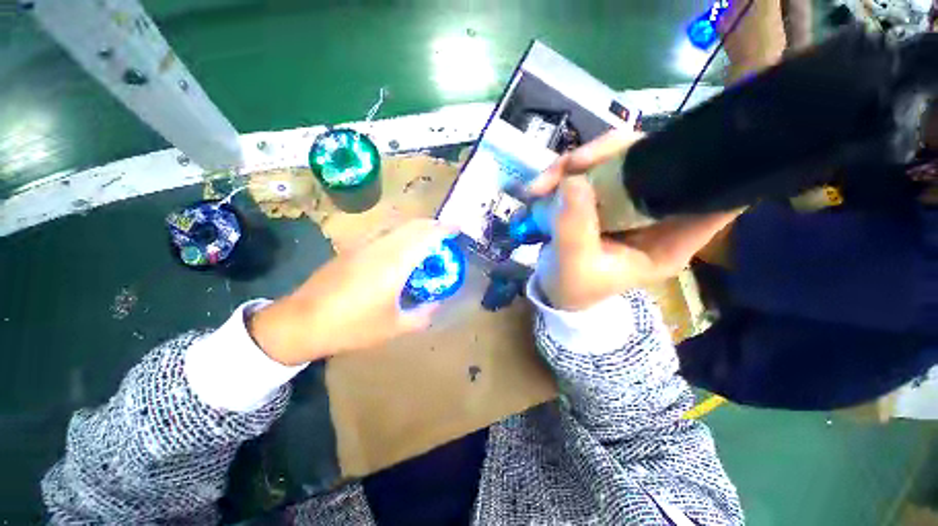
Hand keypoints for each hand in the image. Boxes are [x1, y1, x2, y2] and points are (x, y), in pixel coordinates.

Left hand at [248, 219, 454, 365]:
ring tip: (426, 242)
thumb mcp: (394, 327)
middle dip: (433, 225)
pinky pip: (384, 234)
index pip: (426, 235)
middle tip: (446, 234)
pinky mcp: (352, 249)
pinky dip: (400, 235)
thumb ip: (422, 315)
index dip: (444, 228)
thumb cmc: (352, 326)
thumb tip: (437, 304)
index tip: (457, 227)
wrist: (301, 322)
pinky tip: (400, 251)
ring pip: (397, 227)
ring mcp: (364, 245)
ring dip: (416, 229)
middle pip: (412, 225)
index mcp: (395, 263)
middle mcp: (381, 247)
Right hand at [527, 131, 738, 310]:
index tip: (683, 144)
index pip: (717, 197)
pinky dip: (563, 172)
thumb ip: (575, 229)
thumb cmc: (571, 287)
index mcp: (669, 240)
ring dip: (576, 164)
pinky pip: (590, 167)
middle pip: (656, 160)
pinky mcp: (604, 194)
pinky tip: (540, 188)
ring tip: (541, 186)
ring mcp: (628, 199)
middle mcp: (655, 213)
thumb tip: (574, 180)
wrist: (552, 288)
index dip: (714, 165)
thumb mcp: (574, 266)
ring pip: (617, 157)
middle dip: (611, 155)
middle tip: (571, 166)